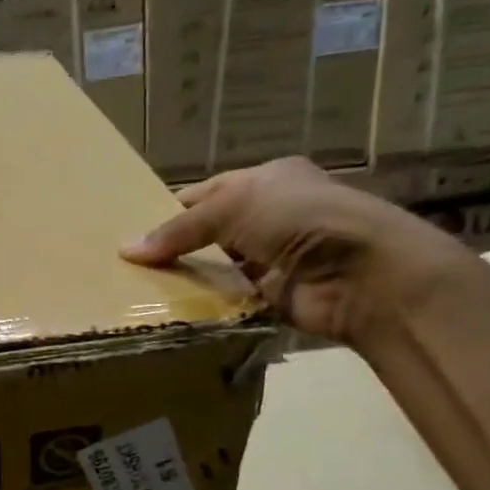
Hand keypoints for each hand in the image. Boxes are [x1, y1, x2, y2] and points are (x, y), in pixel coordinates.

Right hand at [120, 157, 467, 344]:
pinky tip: (172, 309)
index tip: (132, 231)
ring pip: (217, 267)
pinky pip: (230, 298)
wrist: (362, 273)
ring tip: (139, 289)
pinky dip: (206, 303)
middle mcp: (271, 216)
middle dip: (175, 246)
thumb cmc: (300, 219)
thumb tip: (126, 250)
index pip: (207, 192)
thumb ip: (180, 229)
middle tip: (129, 265)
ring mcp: (273, 258)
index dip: (171, 209)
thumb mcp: (233, 207)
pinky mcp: (273, 296)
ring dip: (187, 277)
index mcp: (267, 181)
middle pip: (210, 232)